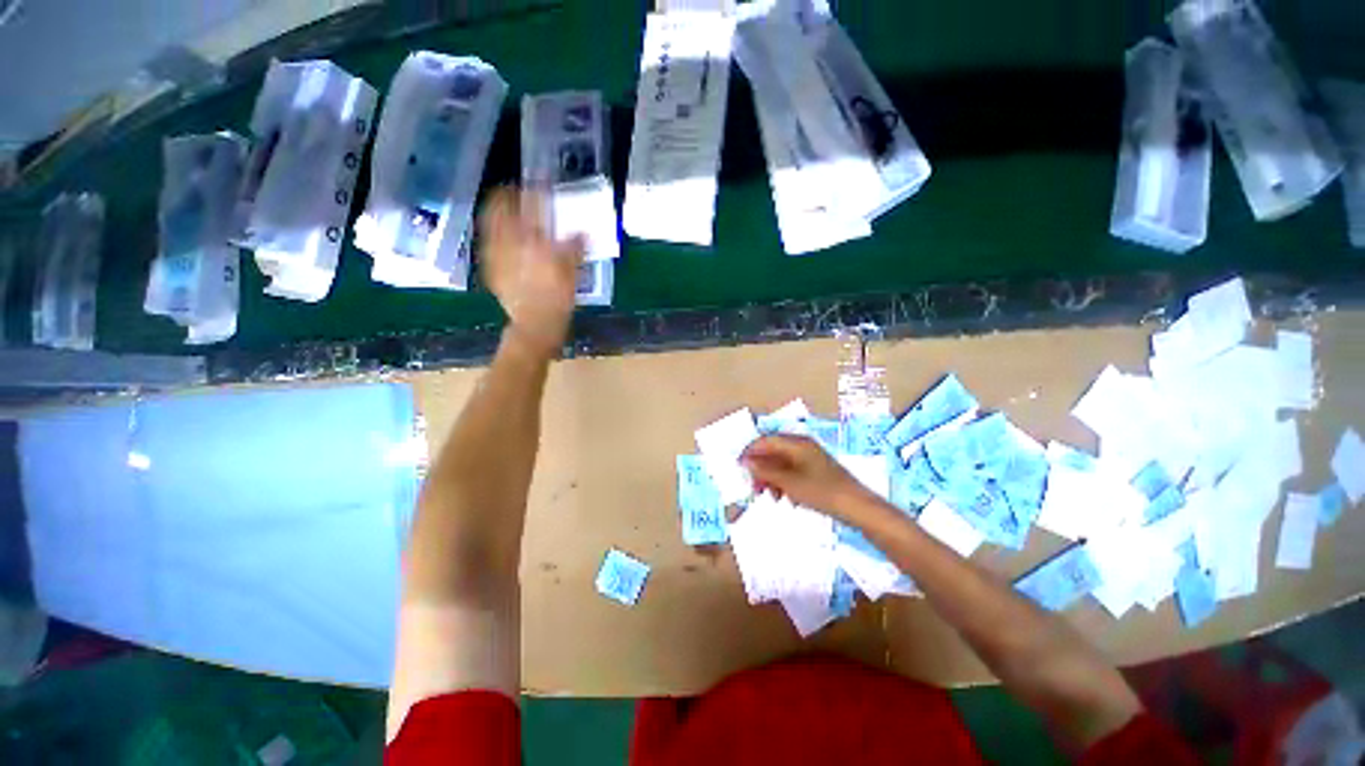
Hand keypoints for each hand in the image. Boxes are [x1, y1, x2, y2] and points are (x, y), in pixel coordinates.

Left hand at [479, 187, 584, 357]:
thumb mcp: (571, 272)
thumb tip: (581, 232)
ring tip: (505, 212)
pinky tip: (502, 239)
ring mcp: (495, 256)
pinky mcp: (490, 269)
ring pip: (489, 225)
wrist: (535, 325)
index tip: (536, 185)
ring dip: (496, 214)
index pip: (527, 206)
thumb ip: (574, 248)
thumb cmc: (557, 299)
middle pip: (498, 210)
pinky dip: (494, 235)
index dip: (531, 192)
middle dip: (504, 198)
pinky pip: (488, 244)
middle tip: (513, 193)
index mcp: (530, 240)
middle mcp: (507, 243)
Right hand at [741, 435, 873, 517]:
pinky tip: (787, 499)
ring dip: (772, 478)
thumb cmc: (822, 492)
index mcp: (797, 443)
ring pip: (782, 463)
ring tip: (771, 496)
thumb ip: (765, 471)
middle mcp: (803, 446)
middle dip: (761, 468)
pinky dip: (785, 483)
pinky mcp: (816, 471)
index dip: (750, 452)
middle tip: (755, 487)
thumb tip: (745, 461)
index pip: (766, 440)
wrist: (858, 508)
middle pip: (773, 451)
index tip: (739, 467)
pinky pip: (793, 472)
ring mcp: (811, 458)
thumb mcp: (789, 483)